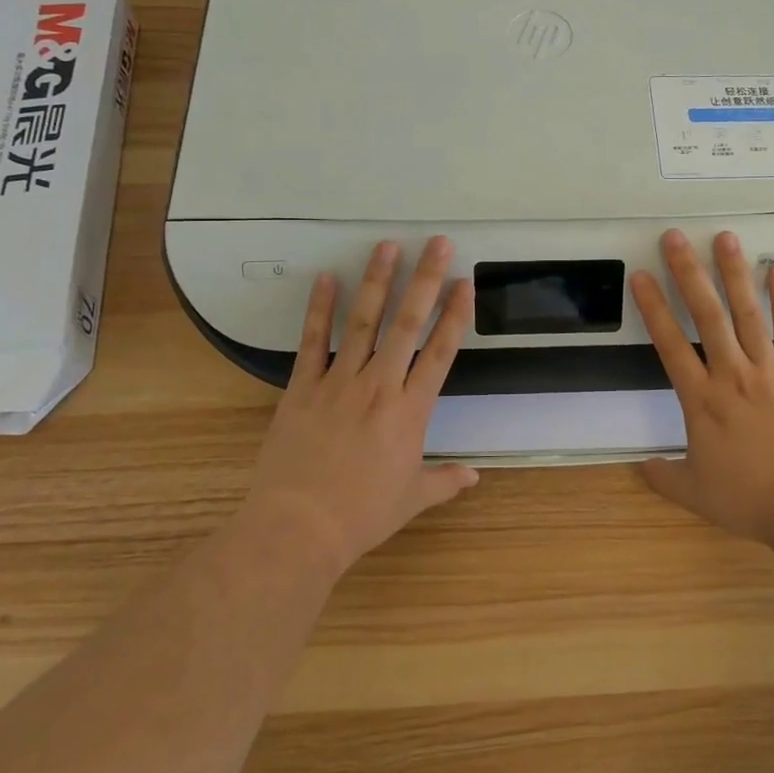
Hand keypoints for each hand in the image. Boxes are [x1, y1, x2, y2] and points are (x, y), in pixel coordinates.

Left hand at [243, 237, 478, 577]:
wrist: (298, 529)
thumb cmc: (361, 515)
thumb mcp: (411, 499)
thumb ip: (445, 481)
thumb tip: (475, 477)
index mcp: (411, 412)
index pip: (441, 353)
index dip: (455, 315)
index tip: (465, 283)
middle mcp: (380, 386)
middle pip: (407, 324)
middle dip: (425, 280)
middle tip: (438, 243)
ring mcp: (339, 382)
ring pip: (363, 322)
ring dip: (377, 281)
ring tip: (387, 246)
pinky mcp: (303, 387)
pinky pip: (313, 341)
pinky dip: (319, 308)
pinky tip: (325, 278)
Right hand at [630, 229, 773, 547]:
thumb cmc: (750, 499)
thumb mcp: (695, 493)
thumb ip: (663, 476)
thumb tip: (639, 467)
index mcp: (702, 400)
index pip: (669, 345)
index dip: (653, 308)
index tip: (641, 276)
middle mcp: (732, 374)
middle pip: (706, 316)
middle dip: (688, 274)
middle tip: (675, 237)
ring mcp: (769, 371)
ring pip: (747, 314)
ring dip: (734, 274)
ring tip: (724, 238)